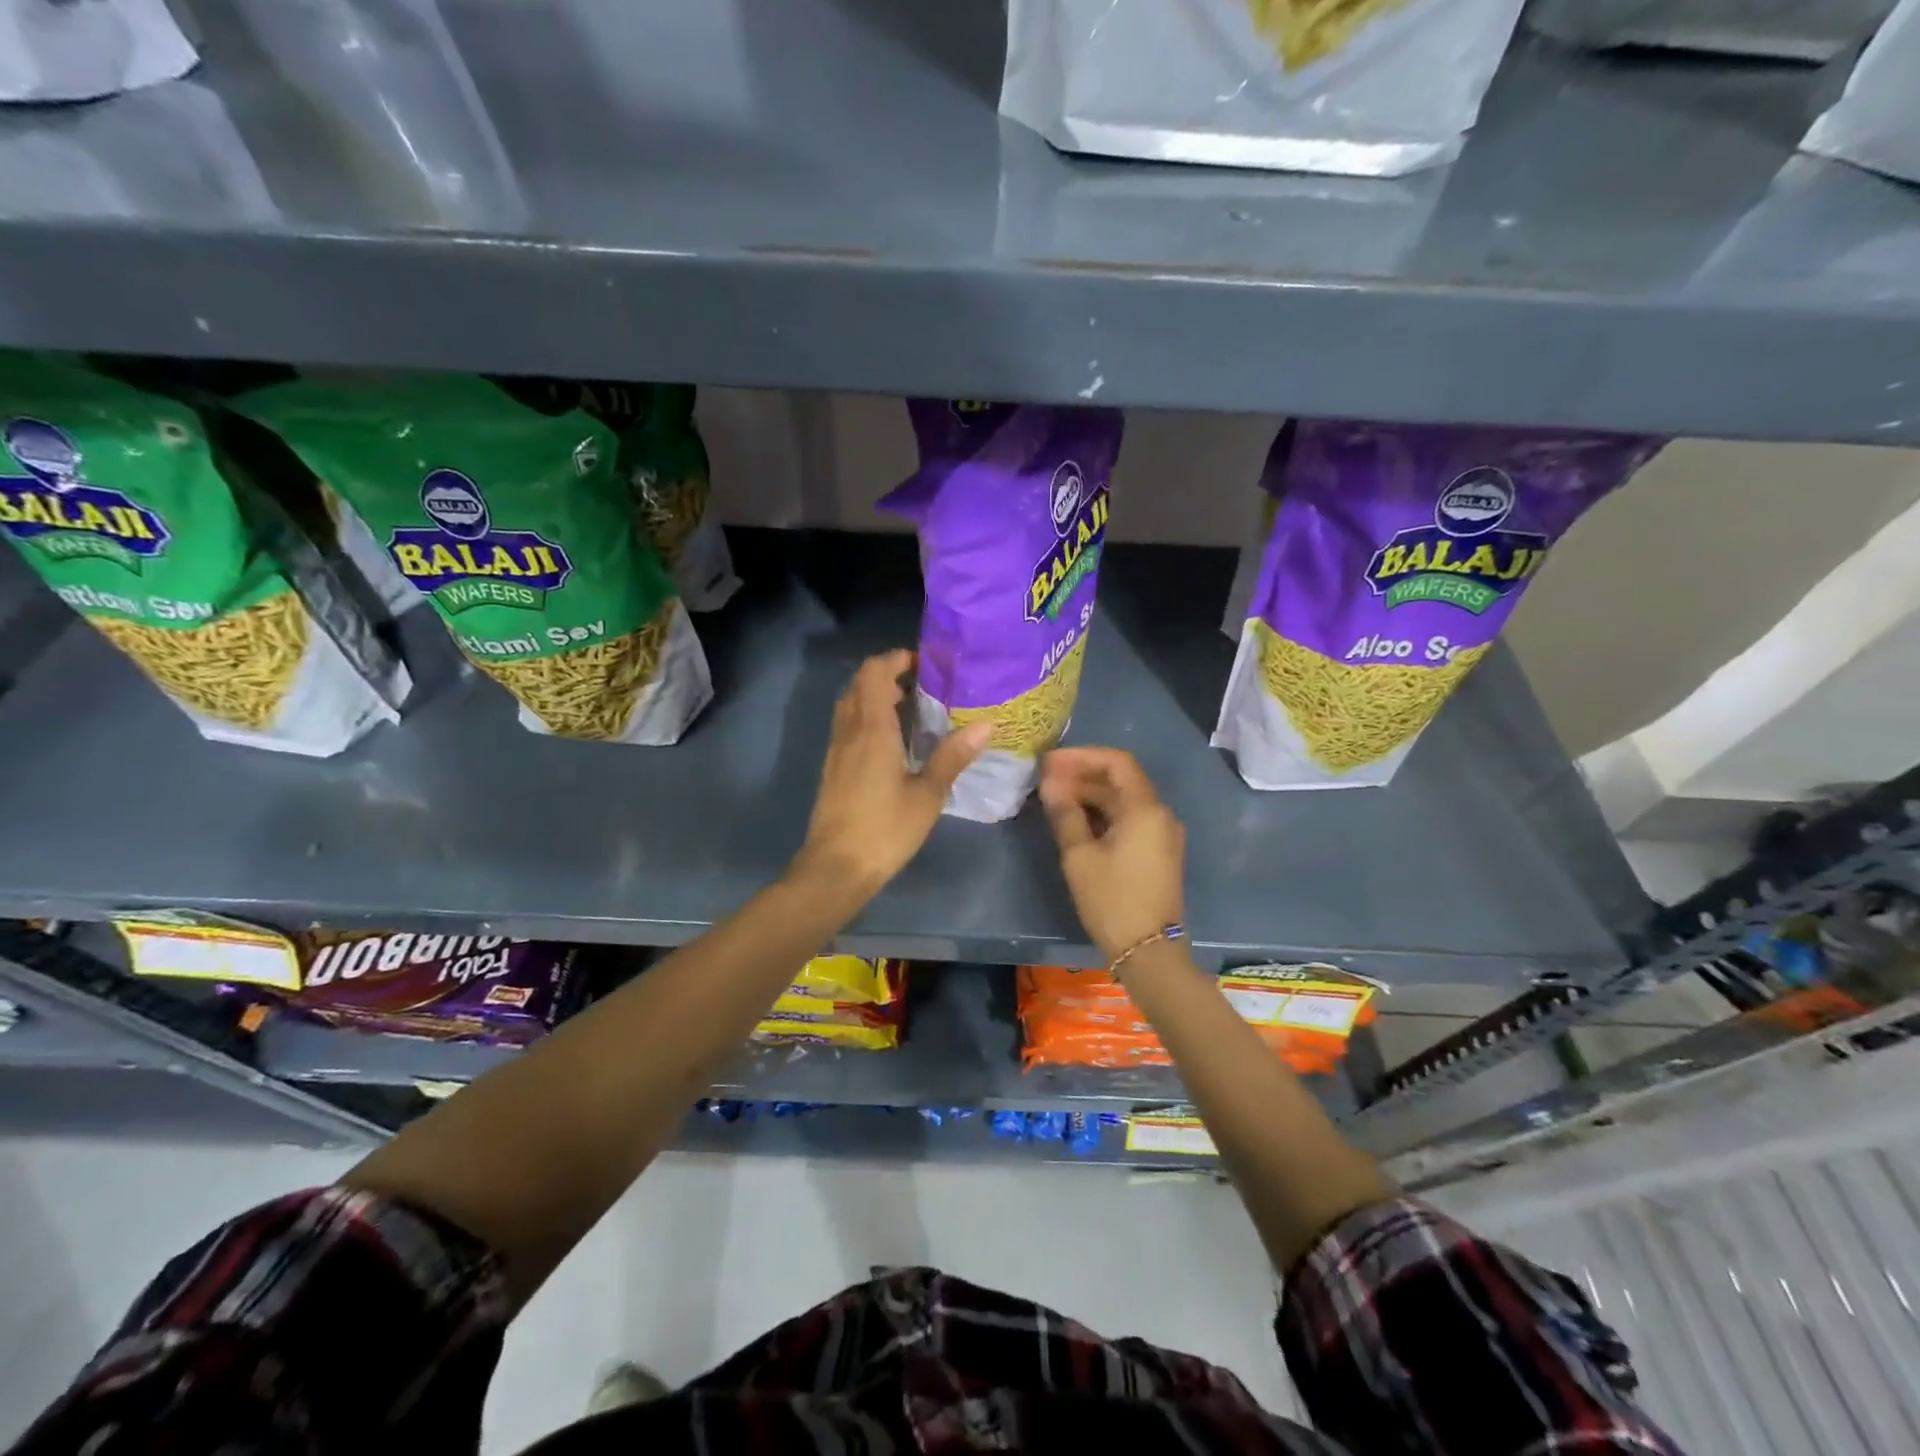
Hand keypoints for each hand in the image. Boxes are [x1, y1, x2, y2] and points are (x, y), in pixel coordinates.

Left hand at [792, 650, 990, 903]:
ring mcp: (837, 749)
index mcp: (872, 729)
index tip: (925, 664)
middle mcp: (849, 730)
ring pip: (851, 705)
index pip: (875, 672)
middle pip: (860, 683)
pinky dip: (868, 718)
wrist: (835, 868)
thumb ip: (953, 757)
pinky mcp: (833, 768)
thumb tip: (986, 725)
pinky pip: (848, 726)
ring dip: (876, 696)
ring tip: (912, 711)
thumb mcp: (927, 794)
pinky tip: (893, 743)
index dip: (896, 658)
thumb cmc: (885, 829)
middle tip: (923, 687)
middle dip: (889, 675)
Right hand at [1039, 747, 1186, 962]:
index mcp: (1145, 808)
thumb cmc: (1112, 900)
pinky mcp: (1157, 852)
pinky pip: (1130, 819)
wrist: (1149, 952)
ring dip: (1091, 795)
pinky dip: (1103, 814)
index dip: (1082, 756)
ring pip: (1124, 801)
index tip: (1050, 762)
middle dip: (1083, 775)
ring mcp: (1162, 834)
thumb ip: (1065, 813)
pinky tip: (1076, 820)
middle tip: (1046, 779)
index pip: (1117, 762)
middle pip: (1121, 779)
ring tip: (1055, 798)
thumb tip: (1050, 784)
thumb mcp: (1080, 856)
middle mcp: (1160, 814)